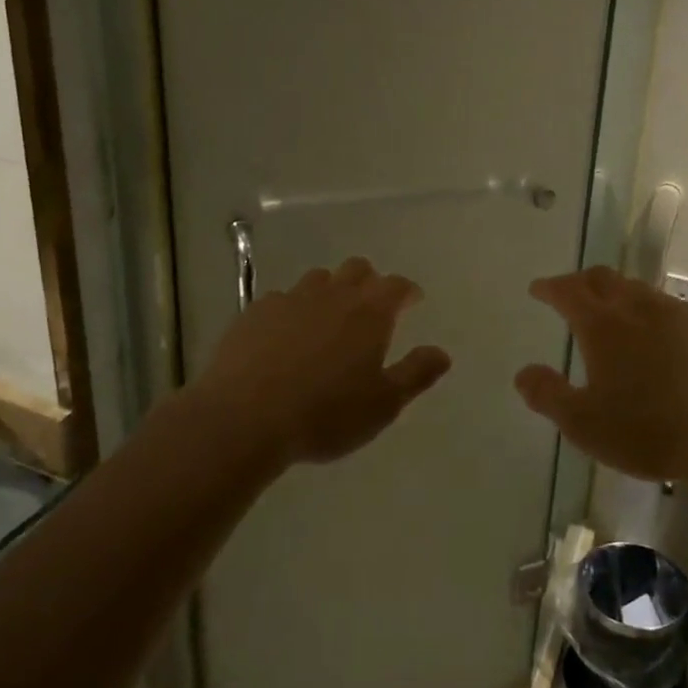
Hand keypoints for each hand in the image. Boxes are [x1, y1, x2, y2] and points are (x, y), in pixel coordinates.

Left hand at [192, 257, 452, 465]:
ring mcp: (290, 298)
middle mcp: (332, 295)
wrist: (245, 418)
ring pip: (318, 279)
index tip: (412, 301)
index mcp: (369, 313)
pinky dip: (292, 309)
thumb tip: (442, 353)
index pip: (397, 285)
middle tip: (372, 306)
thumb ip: (416, 374)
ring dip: (330, 290)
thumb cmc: (325, 414)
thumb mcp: (383, 404)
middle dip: (370, 281)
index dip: (407, 291)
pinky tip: (286, 334)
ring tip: (329, 317)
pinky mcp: (255, 311)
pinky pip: (282, 298)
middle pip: (357, 269)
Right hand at [514, 267, 687, 487]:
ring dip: (617, 292)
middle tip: (570, 291)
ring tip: (611, 310)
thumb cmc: (650, 431)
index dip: (550, 287)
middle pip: (604, 279)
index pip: (568, 291)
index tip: (538, 289)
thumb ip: (548, 395)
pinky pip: (669, 307)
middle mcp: (639, 308)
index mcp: (603, 324)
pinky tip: (657, 334)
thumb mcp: (584, 424)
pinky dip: (649, 310)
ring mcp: (679, 315)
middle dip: (581, 281)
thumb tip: (523, 373)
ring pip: (639, 289)